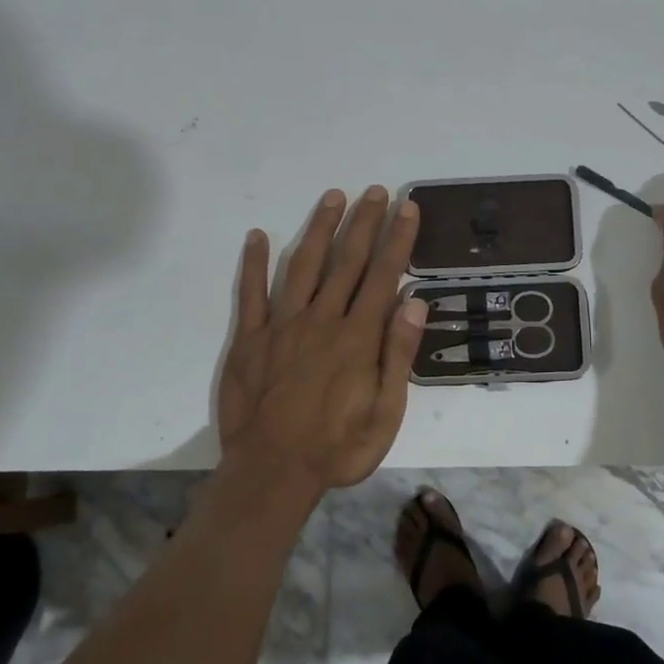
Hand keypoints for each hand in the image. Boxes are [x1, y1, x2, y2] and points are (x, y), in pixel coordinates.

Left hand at [216, 186, 427, 495]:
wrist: (272, 473)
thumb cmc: (337, 448)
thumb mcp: (386, 413)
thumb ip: (398, 354)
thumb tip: (414, 301)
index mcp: (357, 338)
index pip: (383, 275)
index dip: (397, 238)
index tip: (407, 207)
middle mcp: (321, 320)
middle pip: (346, 261)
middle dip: (363, 222)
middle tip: (375, 191)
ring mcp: (281, 326)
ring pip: (303, 266)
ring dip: (319, 229)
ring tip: (333, 197)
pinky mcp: (249, 339)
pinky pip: (251, 293)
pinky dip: (254, 263)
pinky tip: (259, 236)